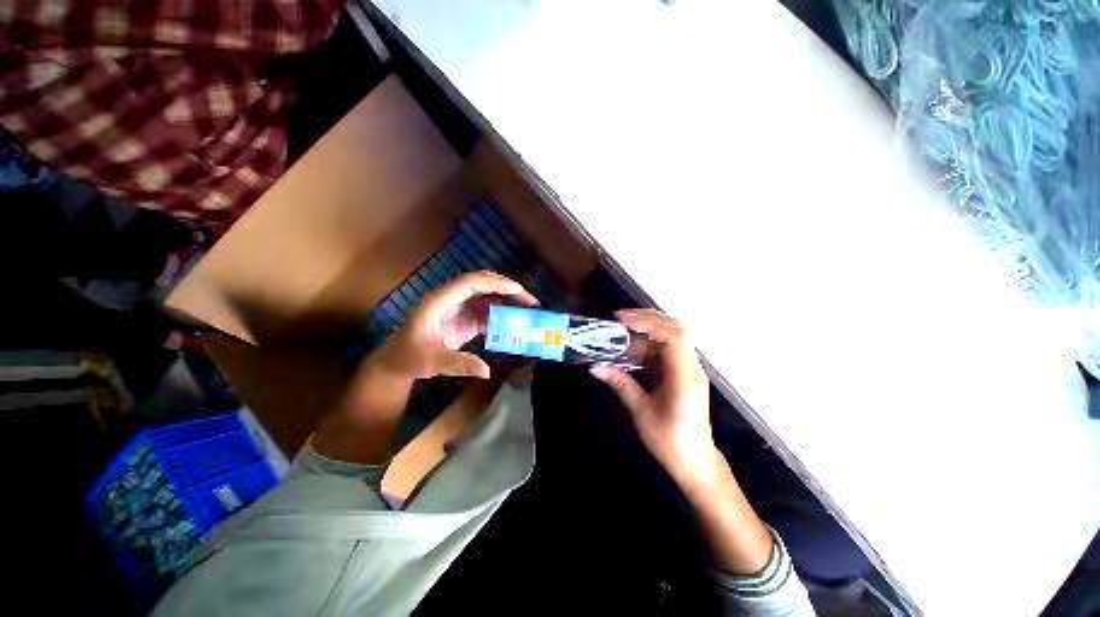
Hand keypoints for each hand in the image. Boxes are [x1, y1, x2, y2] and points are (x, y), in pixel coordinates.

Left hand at [371, 271, 538, 381]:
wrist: (397, 363)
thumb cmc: (409, 358)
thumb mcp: (432, 362)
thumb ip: (459, 364)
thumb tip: (487, 371)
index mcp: (440, 301)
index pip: (471, 283)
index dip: (495, 283)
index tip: (518, 290)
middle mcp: (452, 299)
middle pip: (483, 285)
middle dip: (508, 290)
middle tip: (531, 302)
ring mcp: (459, 309)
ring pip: (488, 298)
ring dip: (508, 302)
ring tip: (529, 311)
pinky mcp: (465, 319)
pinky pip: (487, 313)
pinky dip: (502, 316)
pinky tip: (515, 325)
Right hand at [591, 309, 773, 574]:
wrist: (696, 464)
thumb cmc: (670, 442)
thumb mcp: (641, 412)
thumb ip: (621, 384)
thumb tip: (595, 366)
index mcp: (685, 377)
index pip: (673, 337)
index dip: (648, 323)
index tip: (622, 320)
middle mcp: (692, 368)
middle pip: (675, 330)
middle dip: (647, 319)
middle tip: (619, 319)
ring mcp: (690, 370)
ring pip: (671, 338)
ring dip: (647, 331)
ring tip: (621, 331)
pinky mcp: (684, 374)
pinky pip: (668, 351)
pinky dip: (649, 345)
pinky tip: (632, 350)